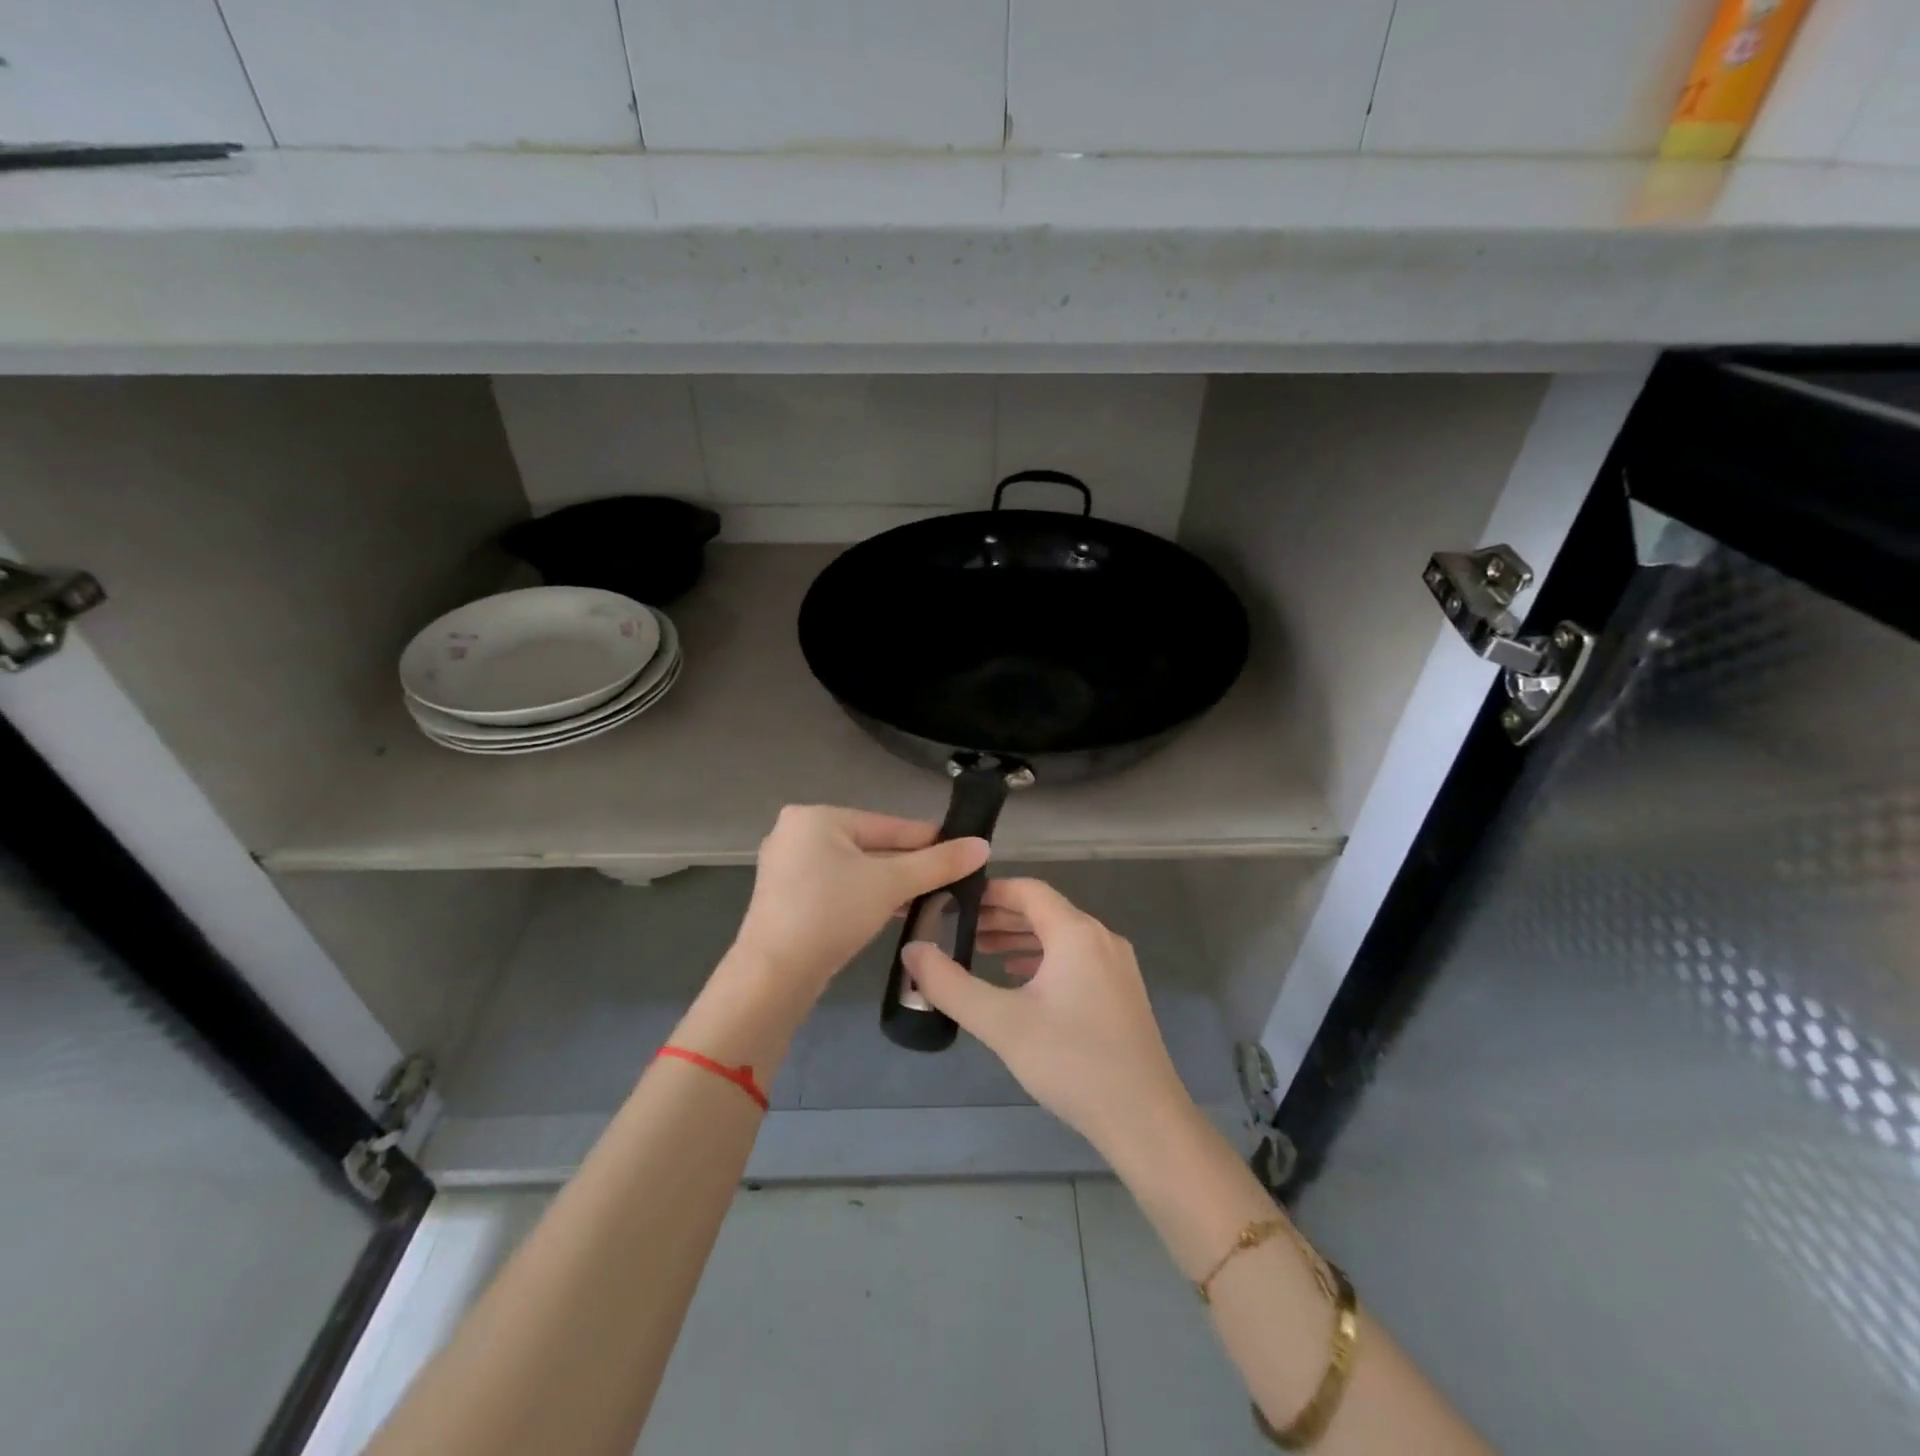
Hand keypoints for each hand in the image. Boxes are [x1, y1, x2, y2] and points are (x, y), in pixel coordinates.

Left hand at [731, 805, 988, 1002]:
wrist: (773, 975)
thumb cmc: (832, 913)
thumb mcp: (891, 884)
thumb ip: (938, 863)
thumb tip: (983, 845)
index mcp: (816, 817)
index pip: (887, 825)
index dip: (929, 839)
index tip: (964, 850)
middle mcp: (796, 832)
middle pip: (871, 845)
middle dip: (909, 865)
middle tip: (949, 879)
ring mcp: (786, 866)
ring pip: (854, 868)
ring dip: (889, 883)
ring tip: (930, 897)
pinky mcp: (785, 896)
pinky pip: (836, 886)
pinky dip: (864, 896)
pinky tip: (893, 910)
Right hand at [901, 878, 1191, 1156]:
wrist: (1144, 1119)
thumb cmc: (1071, 1062)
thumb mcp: (1001, 1022)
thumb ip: (950, 984)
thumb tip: (912, 950)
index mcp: (1076, 933)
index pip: (1027, 891)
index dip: (989, 892)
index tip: (954, 902)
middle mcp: (1101, 938)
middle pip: (1044, 911)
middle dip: (1000, 916)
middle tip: (959, 928)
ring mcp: (1116, 965)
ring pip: (1061, 936)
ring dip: (1021, 939)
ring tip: (982, 951)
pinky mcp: (1121, 992)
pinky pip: (1076, 958)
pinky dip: (1044, 959)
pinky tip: (1020, 980)